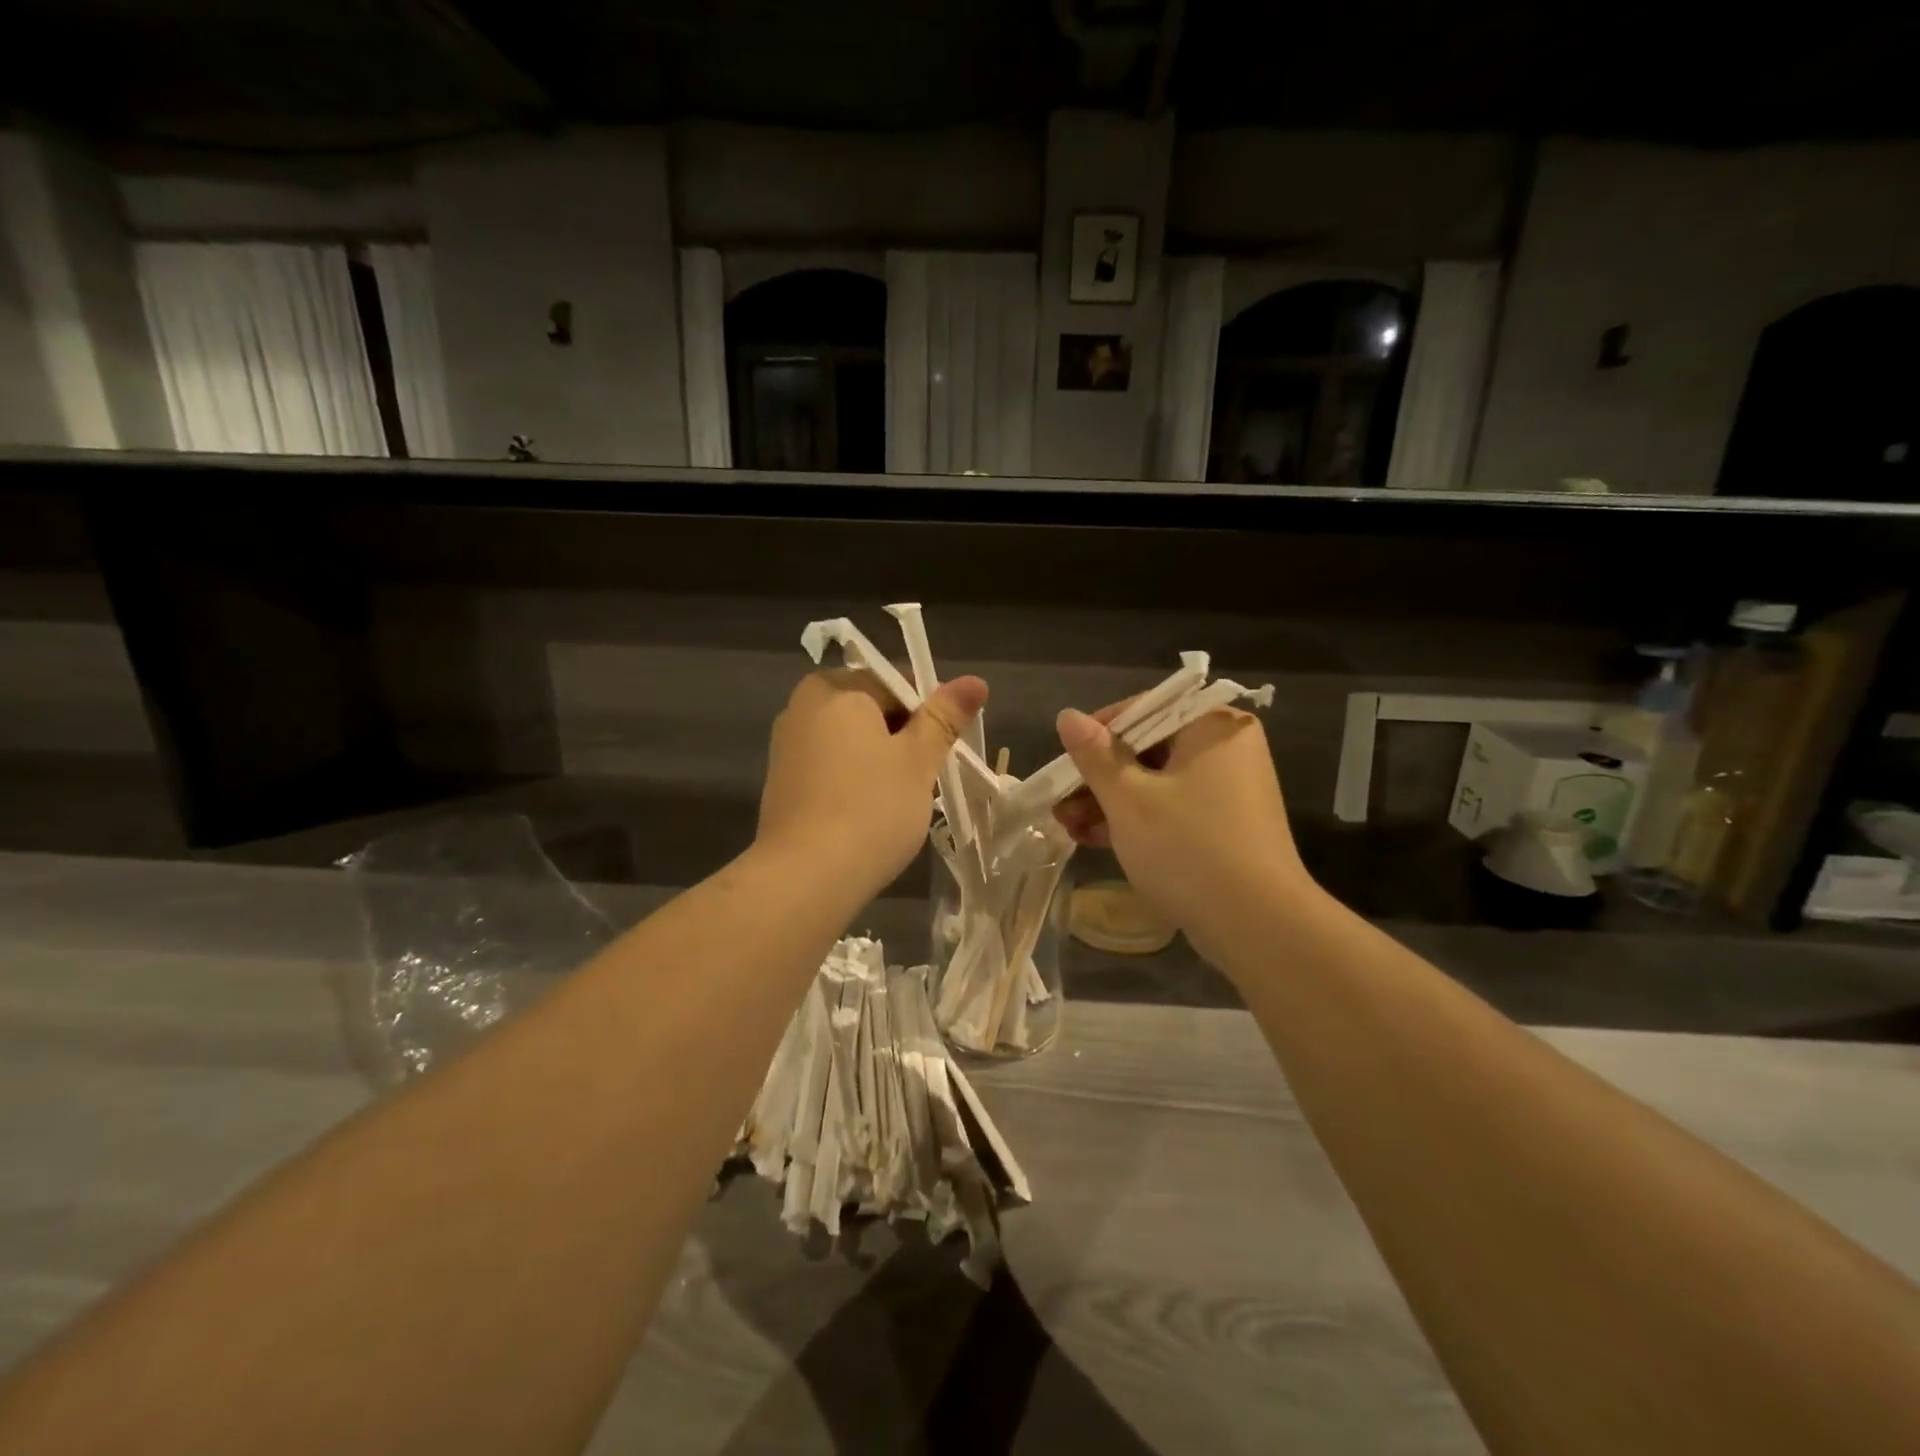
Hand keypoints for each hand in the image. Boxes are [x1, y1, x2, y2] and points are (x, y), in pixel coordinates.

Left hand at [757, 668, 987, 902]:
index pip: (896, 682)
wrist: (805, 877)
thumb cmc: (871, 808)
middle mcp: (803, 706)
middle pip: (871, 708)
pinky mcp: (782, 781)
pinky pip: (830, 765)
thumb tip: (974, 681)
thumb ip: (944, 717)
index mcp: (836, 689)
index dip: (929, 712)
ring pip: (851, 740)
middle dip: (903, 737)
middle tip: (924, 777)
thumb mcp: (918, 760)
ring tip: (900, 800)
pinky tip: (868, 813)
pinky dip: (854, 779)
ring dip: (880, 760)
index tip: (943, 748)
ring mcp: (787, 745)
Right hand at [1052, 704, 1316, 969]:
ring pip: (1155, 783)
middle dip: (1098, 778)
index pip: (1142, 711)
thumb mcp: (1129, 800)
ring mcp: (1228, 790)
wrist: (1259, 926)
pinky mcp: (1224, 826)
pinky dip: (1136, 820)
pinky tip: (1094, 839)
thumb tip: (1067, 716)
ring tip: (1067, 827)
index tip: (1065, 763)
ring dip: (1109, 803)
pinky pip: (1172, 809)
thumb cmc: (1188, 848)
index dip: (1096, 735)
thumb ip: (1095, 756)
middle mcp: (1225, 749)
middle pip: (1146, 749)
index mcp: (1211, 726)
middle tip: (1059, 803)